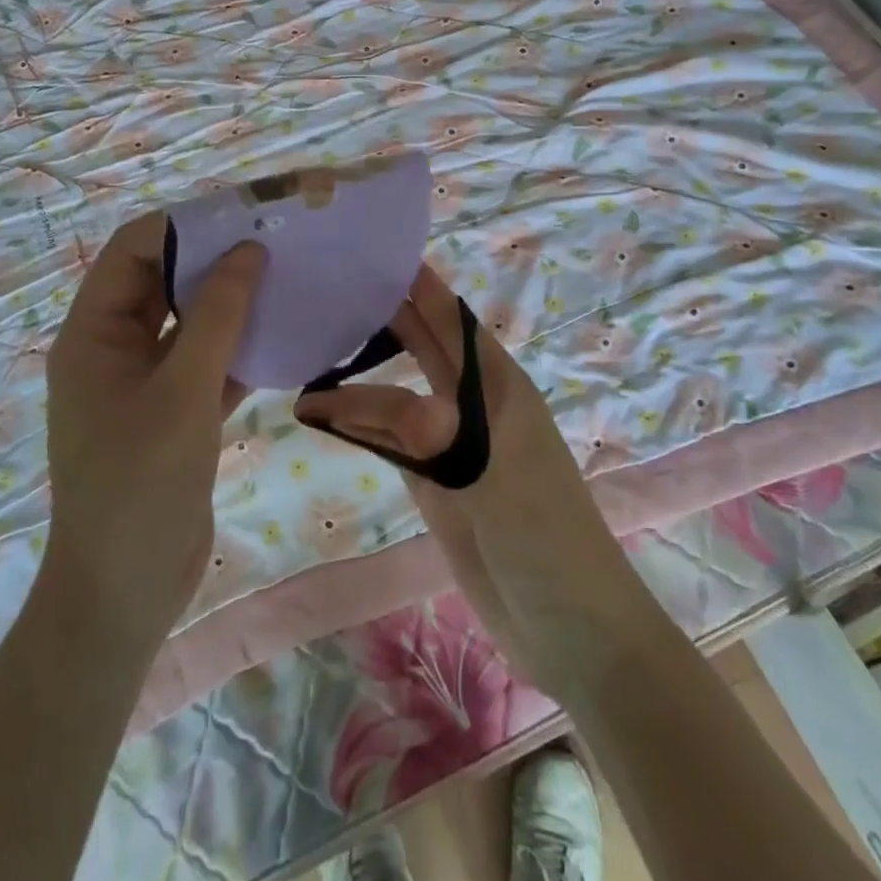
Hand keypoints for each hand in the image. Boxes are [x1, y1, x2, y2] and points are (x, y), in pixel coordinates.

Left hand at [44, 213, 266, 649]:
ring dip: (234, 302)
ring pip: (191, 321)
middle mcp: (115, 347)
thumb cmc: (141, 484)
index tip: (245, 216)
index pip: (134, 250)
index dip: (185, 226)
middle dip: (216, 259)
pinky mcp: (175, 411)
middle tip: (277, 242)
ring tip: (289, 278)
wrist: (125, 591)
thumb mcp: (183, 392)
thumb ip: (216, 316)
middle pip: (165, 280)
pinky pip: (209, 361)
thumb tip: (248, 250)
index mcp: (93, 332)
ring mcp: (146, 381)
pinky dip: (242, 346)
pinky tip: (287, 334)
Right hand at [294, 265, 643, 699]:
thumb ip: (438, 436)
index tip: (371, 253)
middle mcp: (471, 404)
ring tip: (312, 347)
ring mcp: (451, 445)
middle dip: (383, 315)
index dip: (418, 283)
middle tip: (327, 289)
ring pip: (399, 393)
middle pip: (423, 346)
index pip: (451, 318)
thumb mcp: (494, 477)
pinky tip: (324, 412)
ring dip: (361, 373)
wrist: (568, 627)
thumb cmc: (546, 538)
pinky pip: (389, 441)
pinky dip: (358, 424)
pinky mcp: (434, 483)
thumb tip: (386, 404)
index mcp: (497, 385)